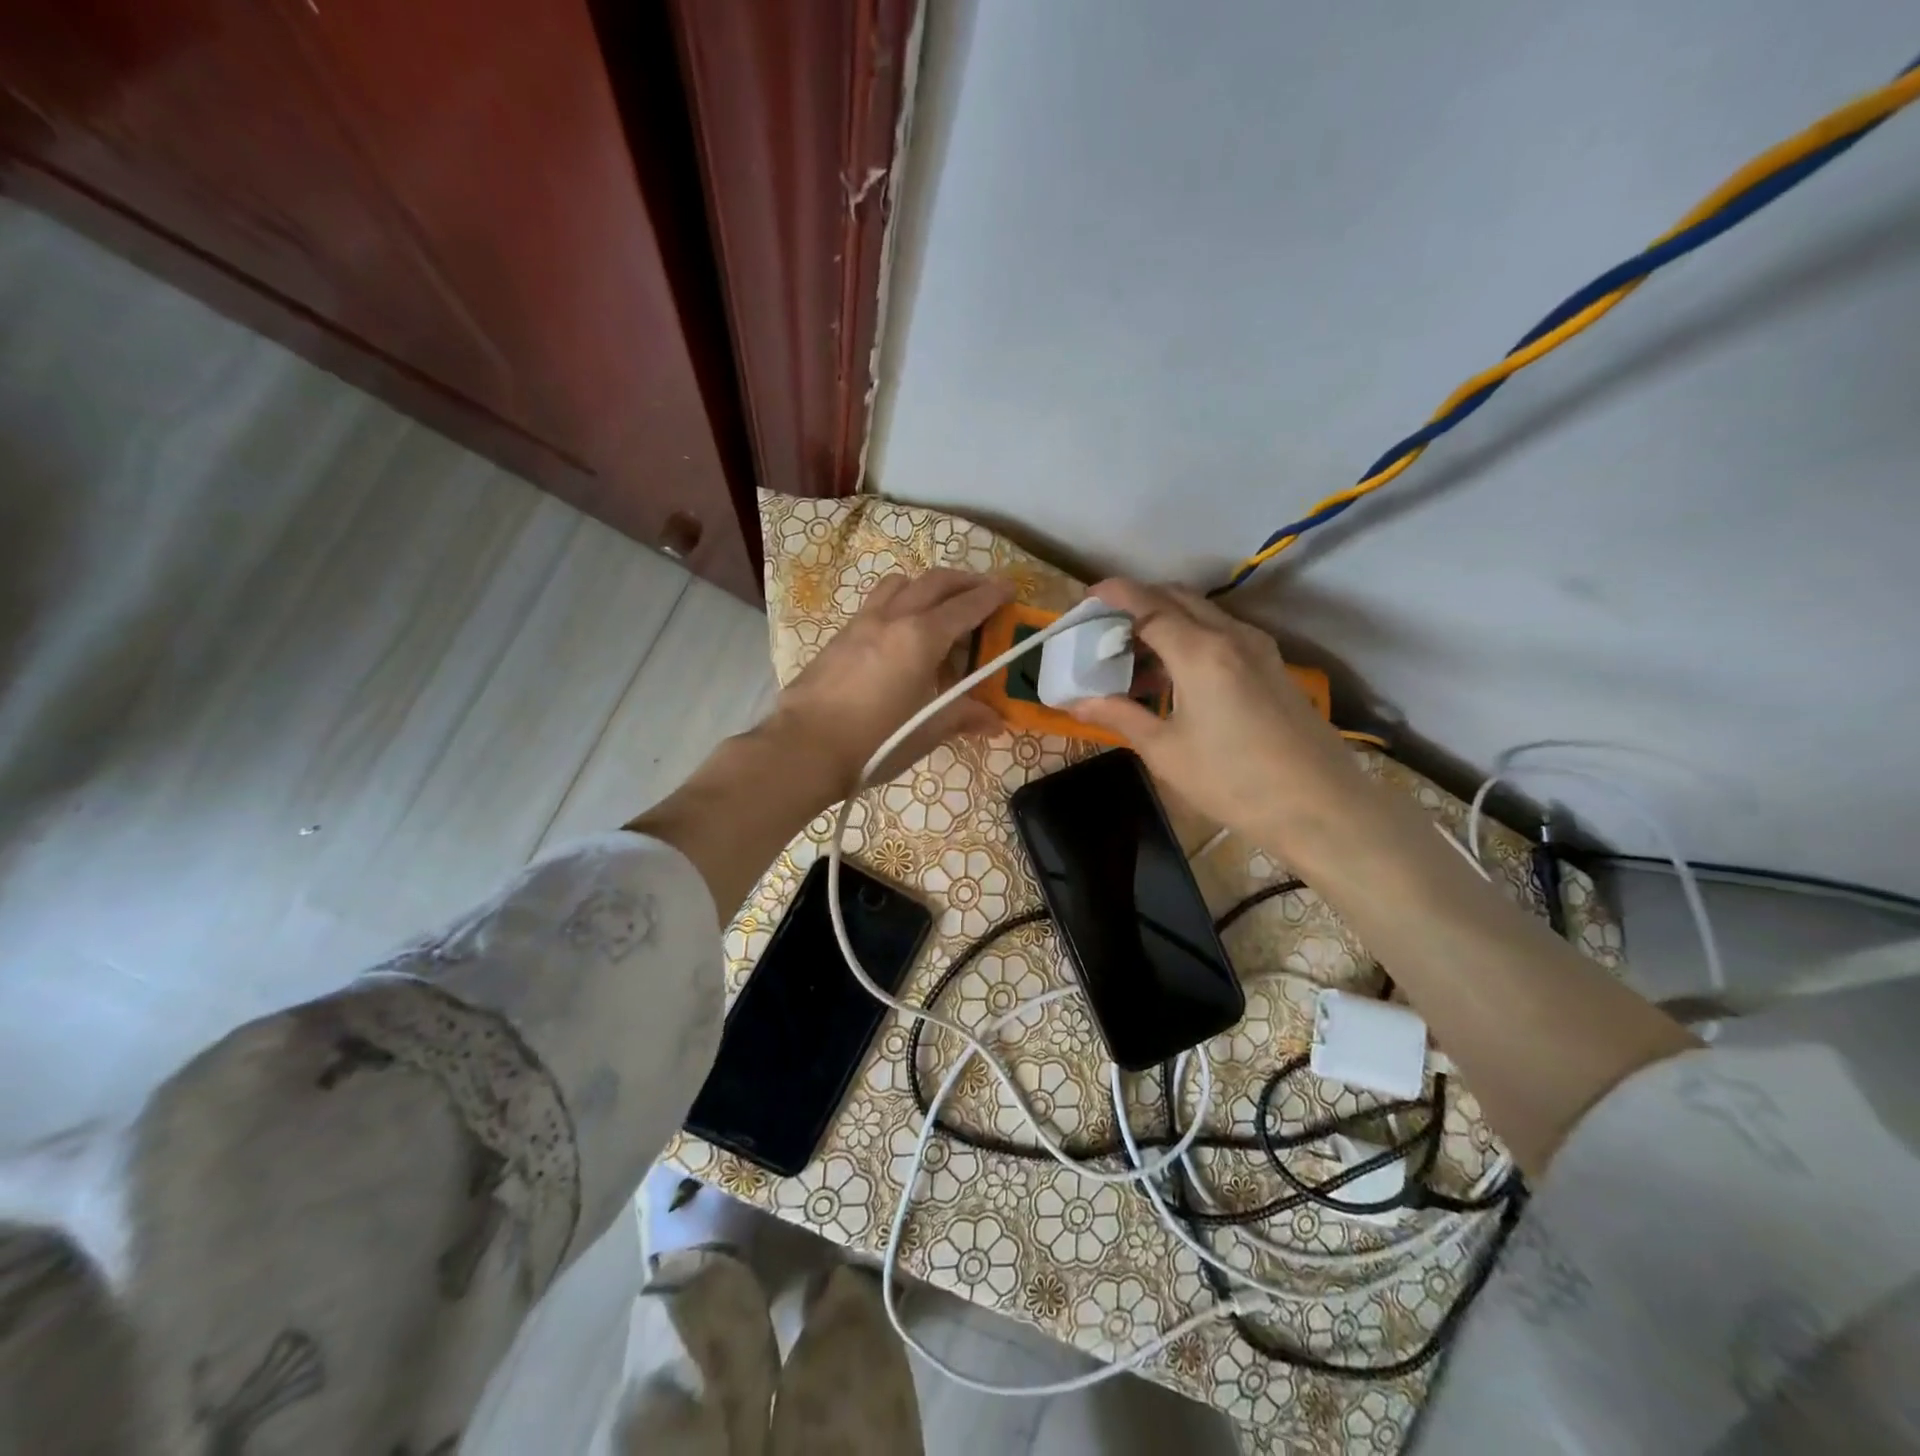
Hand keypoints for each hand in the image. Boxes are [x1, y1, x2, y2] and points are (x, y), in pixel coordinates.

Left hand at [768, 569, 1012, 794]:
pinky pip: (875, 603)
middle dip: (963, 581)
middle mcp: (892, 618)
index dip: (991, 595)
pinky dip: (898, 602)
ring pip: (899, 584)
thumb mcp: (927, 731)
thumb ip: (963, 716)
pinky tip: (899, 632)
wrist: (804, 748)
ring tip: (937, 606)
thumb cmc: (875, 741)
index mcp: (921, 637)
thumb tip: (994, 721)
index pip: (965, 606)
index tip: (1009, 590)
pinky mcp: (838, 637)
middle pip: (934, 582)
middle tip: (982, 591)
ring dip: (925, 585)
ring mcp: (861, 623)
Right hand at [1067, 579, 1372, 851]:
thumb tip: (1075, 702)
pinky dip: (1190, 637)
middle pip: (1176, 598)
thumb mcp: (1166, 751)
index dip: (1114, 595)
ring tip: (1133, 658)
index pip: (1148, 604)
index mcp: (1200, 652)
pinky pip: (1222, 633)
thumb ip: (1120, 716)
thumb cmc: (1233, 781)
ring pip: (1202, 614)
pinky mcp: (1272, 665)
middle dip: (1137, 602)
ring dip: (1165, 621)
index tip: (1087, 597)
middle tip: (1105, 629)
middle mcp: (1231, 636)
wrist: (1320, 807)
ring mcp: (1257, 648)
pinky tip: (1174, 677)